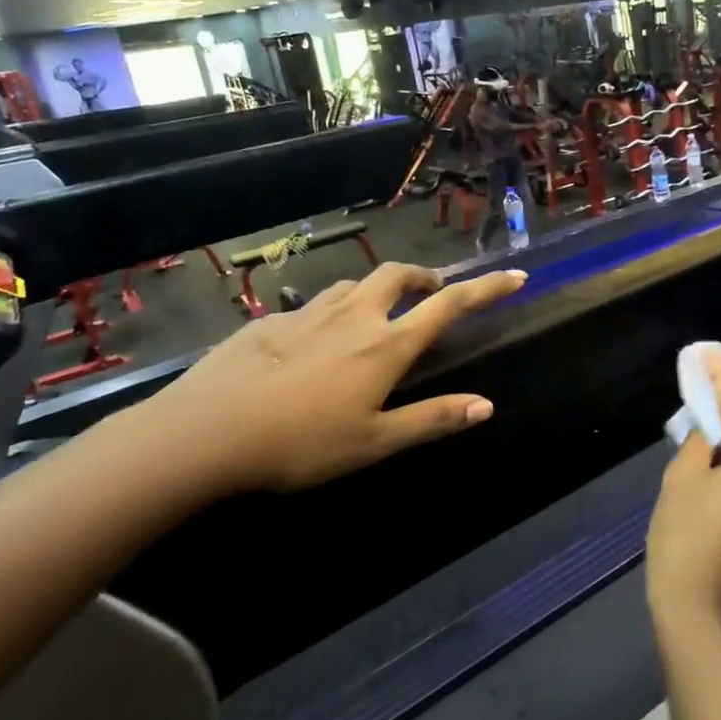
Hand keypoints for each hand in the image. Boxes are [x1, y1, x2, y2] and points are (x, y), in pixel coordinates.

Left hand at [127, 262, 525, 498]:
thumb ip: (432, 419)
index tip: (515, 276)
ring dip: (376, 291)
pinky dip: (330, 312)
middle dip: (424, 277)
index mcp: (386, 345)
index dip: (486, 289)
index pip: (449, 306)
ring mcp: (308, 313)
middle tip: (432, 292)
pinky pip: (312, 305)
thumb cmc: (301, 444)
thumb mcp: (374, 442)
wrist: (205, 433)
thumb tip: (486, 406)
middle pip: (398, 275)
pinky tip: (313, 342)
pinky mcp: (270, 320)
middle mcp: (353, 316)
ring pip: (354, 285)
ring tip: (376, 313)